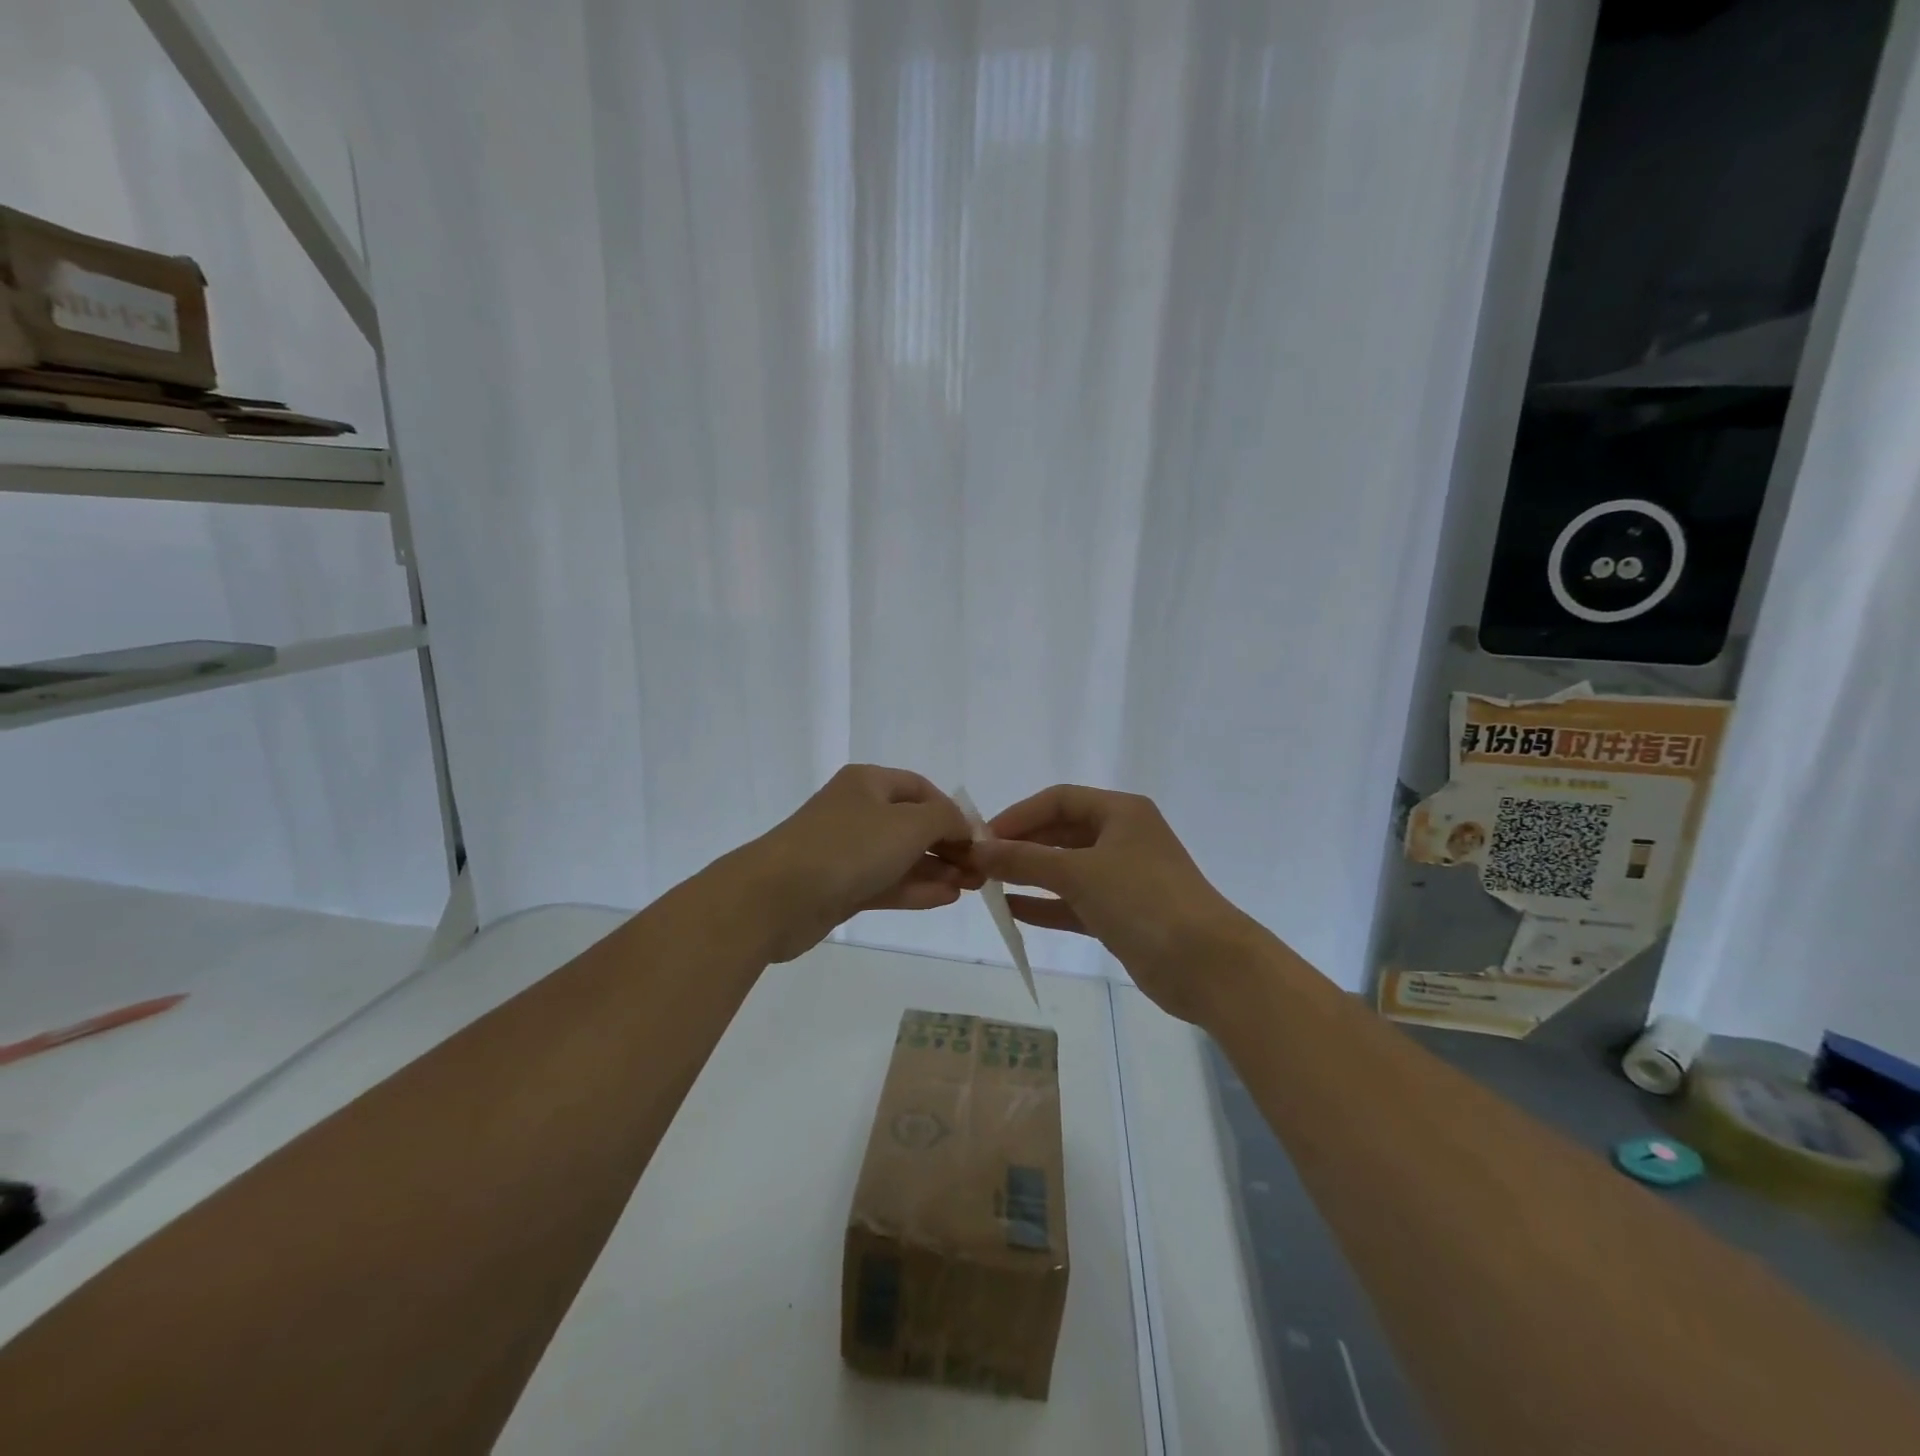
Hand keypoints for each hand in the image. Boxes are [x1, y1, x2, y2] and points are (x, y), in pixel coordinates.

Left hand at [745, 765, 979, 961]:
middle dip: (949, 845)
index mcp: (868, 783)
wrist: (775, 898)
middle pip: (912, 824)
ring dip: (937, 869)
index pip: (921, 789)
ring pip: (901, 857)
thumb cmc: (848, 848)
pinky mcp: (839, 887)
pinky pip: (886, 883)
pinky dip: (915, 888)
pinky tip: (946, 898)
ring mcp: (846, 851)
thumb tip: (965, 825)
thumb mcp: (909, 824)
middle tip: (980, 870)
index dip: (952, 811)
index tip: (978, 839)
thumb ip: (945, 819)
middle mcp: (857, 811)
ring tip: (972, 887)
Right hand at [972, 785, 1264, 1024]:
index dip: (1019, 814)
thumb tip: (977, 849)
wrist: (1207, 965)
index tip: (982, 836)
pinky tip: (1012, 911)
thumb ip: (1025, 860)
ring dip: (1030, 875)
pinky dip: (1046, 905)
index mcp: (1120, 812)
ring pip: (1066, 869)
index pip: (1059, 799)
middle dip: (1021, 845)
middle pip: (1061, 832)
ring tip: (988, 885)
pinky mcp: (1122, 914)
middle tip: (980, 863)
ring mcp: (1123, 877)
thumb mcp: (1079, 873)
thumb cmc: (1144, 900)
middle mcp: (1122, 838)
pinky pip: (1074, 902)